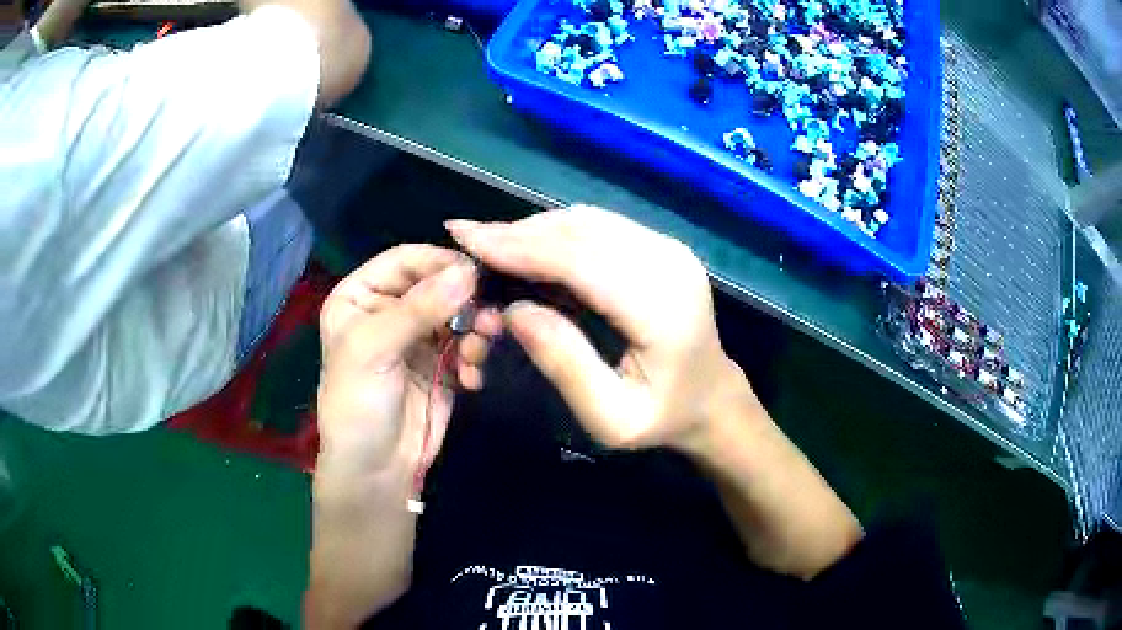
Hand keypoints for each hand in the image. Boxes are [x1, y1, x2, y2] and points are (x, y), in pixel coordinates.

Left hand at [317, 245, 499, 476]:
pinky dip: (475, 357)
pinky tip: (471, 378)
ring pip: (459, 313)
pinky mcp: (443, 364)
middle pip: (438, 284)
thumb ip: (419, 308)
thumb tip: (468, 272)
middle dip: (465, 301)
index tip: (478, 274)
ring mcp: (418, 337)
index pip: (406, 261)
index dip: (440, 262)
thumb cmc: (358, 405)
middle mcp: (390, 309)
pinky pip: (468, 344)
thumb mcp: (375, 351)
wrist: (377, 471)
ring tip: (477, 354)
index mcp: (361, 296)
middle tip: (489, 321)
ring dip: (475, 331)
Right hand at [447, 207, 757, 452]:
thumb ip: (564, 363)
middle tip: (466, 237)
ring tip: (490, 244)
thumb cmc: (661, 416)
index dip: (518, 247)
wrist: (711, 396)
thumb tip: (513, 310)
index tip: (465, 238)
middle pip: (581, 232)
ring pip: (587, 221)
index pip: (580, 261)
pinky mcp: (662, 246)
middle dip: (517, 232)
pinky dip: (558, 232)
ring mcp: (669, 249)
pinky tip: (529, 246)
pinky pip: (600, 226)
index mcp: (662, 309)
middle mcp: (670, 264)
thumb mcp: (610, 417)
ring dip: (534, 229)